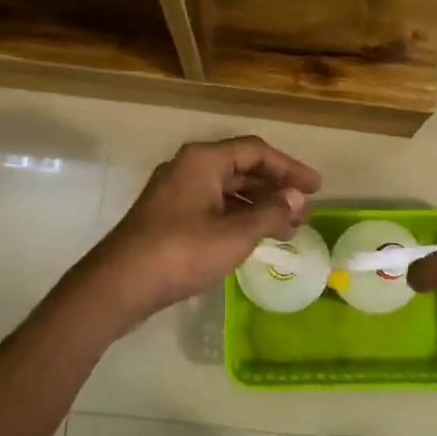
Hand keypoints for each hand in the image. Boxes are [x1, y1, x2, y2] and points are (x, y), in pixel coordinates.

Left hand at [79, 136, 321, 327]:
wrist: (120, 283)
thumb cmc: (182, 252)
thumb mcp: (235, 234)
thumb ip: (270, 213)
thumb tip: (297, 198)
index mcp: (204, 161)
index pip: (256, 152)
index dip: (290, 168)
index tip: (316, 188)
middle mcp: (188, 168)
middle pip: (242, 169)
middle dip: (275, 189)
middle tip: (303, 212)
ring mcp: (175, 192)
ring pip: (227, 191)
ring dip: (258, 206)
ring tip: (286, 229)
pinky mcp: (168, 216)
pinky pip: (213, 207)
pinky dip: (238, 218)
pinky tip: (253, 238)